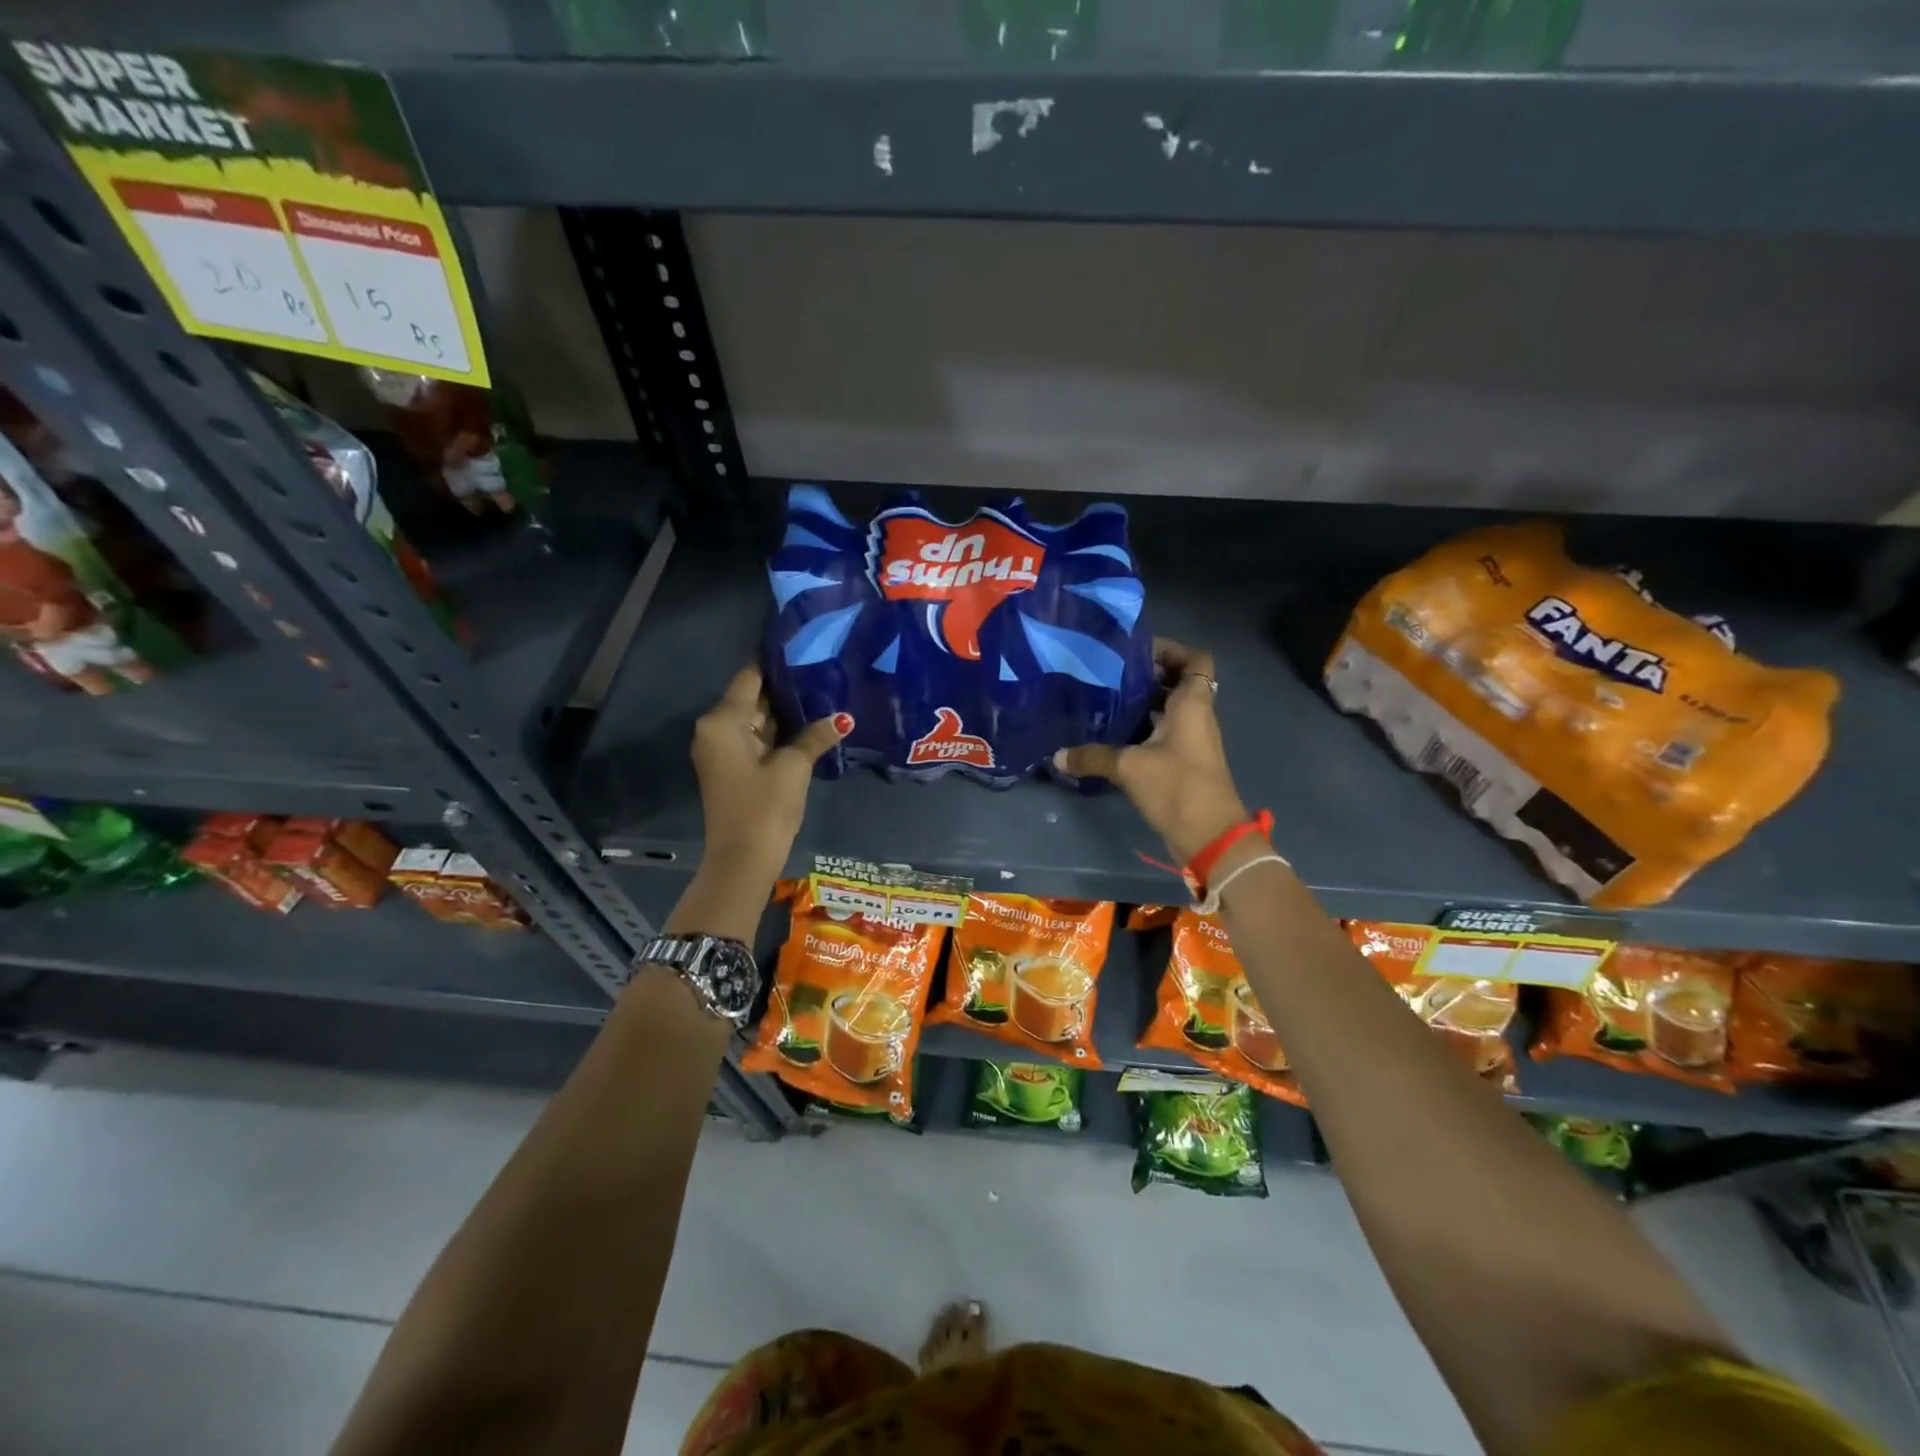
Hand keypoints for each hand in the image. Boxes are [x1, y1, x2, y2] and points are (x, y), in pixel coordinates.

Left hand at [691, 665, 846, 874]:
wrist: (742, 860)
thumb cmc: (764, 806)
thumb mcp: (794, 767)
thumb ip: (815, 736)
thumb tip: (843, 718)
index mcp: (723, 721)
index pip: (750, 676)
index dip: (777, 662)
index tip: (806, 648)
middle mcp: (715, 729)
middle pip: (752, 697)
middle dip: (785, 687)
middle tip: (823, 670)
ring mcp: (722, 750)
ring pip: (756, 719)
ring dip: (784, 711)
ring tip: (823, 692)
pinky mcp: (732, 768)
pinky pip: (755, 739)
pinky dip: (778, 732)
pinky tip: (809, 725)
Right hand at [1054, 640, 1250, 862]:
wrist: (1210, 836)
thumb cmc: (1177, 786)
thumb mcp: (1129, 767)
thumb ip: (1092, 757)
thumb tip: (1056, 756)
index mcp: (1192, 703)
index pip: (1195, 659)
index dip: (1171, 649)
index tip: (1136, 651)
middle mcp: (1196, 715)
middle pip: (1178, 681)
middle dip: (1148, 674)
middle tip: (1110, 672)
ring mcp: (1191, 740)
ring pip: (1169, 708)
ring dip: (1143, 702)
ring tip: (1105, 698)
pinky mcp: (1183, 762)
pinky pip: (1164, 733)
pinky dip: (1143, 728)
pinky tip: (1112, 734)